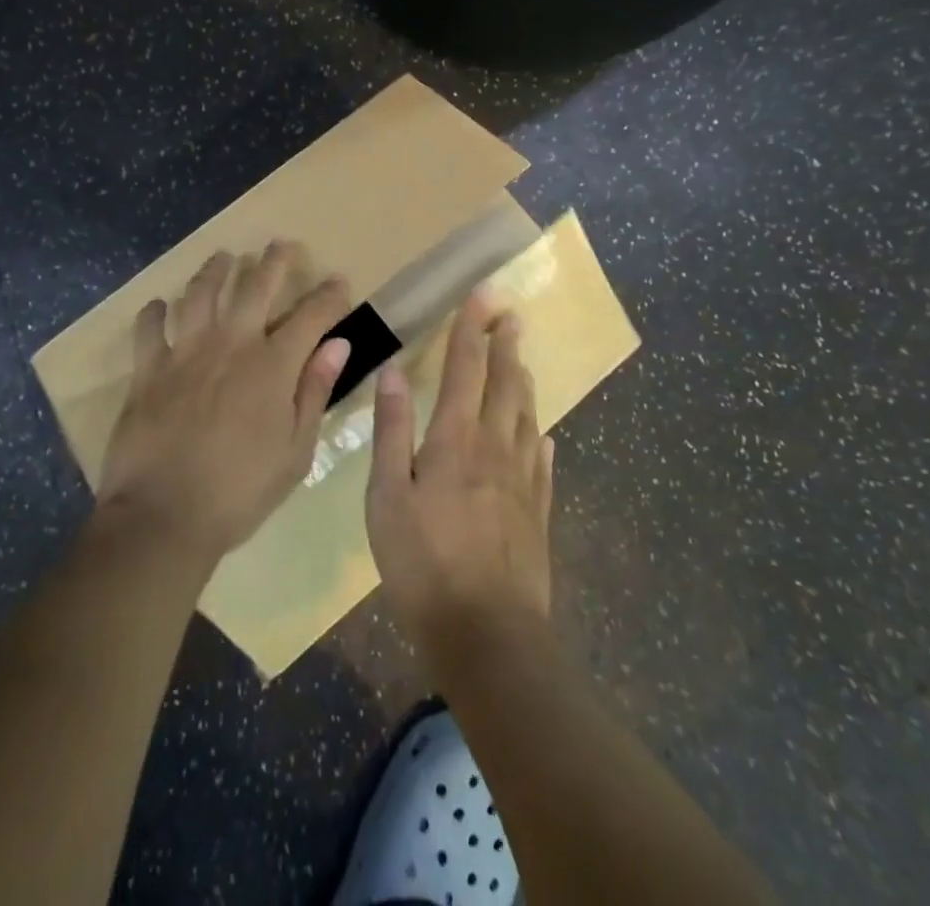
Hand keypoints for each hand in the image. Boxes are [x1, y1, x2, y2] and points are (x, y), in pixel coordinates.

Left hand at [97, 242, 351, 563]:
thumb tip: (338, 345)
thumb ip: (315, 392)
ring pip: (201, 293)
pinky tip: (160, 307)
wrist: (164, 515)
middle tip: (280, 244)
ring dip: (215, 270)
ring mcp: (185, 351)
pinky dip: (155, 313)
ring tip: (223, 258)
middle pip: (255, 286)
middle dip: (273, 261)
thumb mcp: (295, 451)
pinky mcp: (148, 368)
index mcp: (273, 365)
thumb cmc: (240, 491)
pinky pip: (149, 327)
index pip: (311, 316)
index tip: (338, 281)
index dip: (328, 295)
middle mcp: (231, 344)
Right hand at [366, 291, 553, 646]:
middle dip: (505, 345)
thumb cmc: (423, 564)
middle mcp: (495, 448)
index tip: (483, 294)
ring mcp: (522, 481)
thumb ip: (392, 431)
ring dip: (523, 382)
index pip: (464, 368)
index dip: (471, 328)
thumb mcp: (387, 497)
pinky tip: (542, 434)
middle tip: (511, 315)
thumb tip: (395, 372)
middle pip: (504, 384)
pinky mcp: (537, 513)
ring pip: (525, 416)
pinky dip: (539, 437)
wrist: (488, 635)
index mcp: (456, 439)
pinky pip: (541, 463)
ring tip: (521, 360)